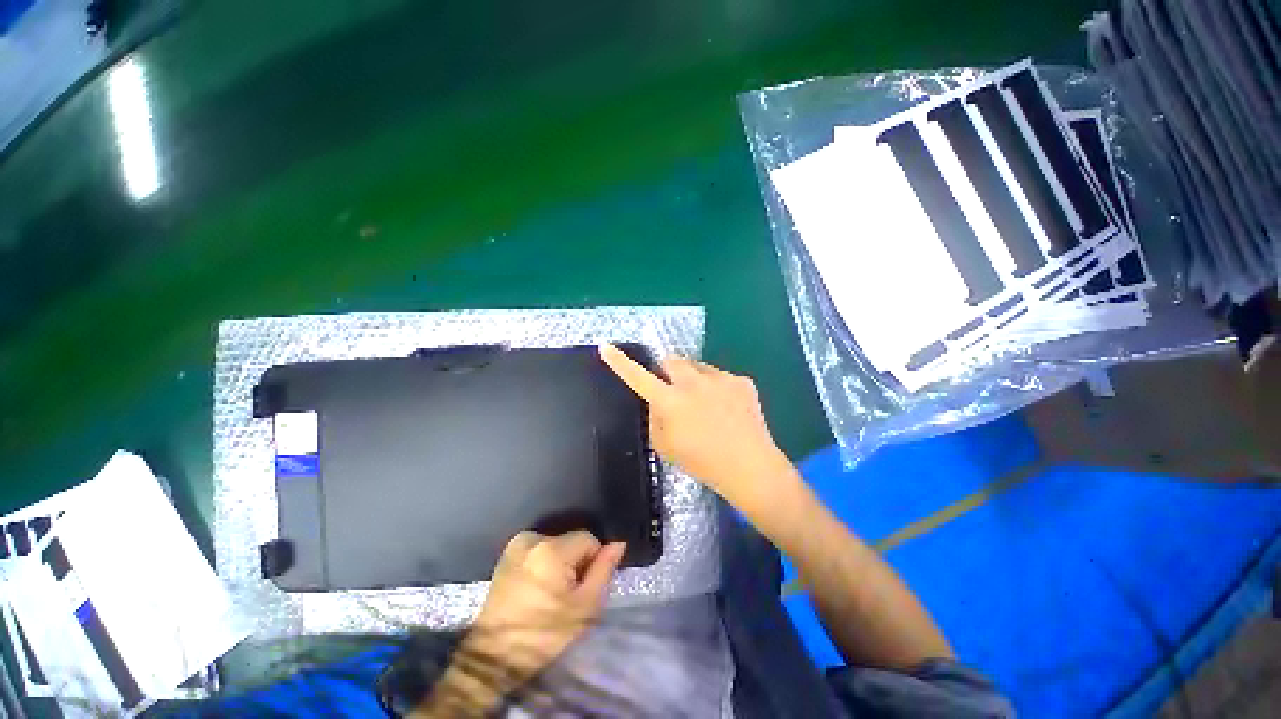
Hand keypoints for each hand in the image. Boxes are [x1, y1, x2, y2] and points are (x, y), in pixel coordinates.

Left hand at [470, 530, 624, 684]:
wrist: (496, 657)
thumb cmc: (545, 634)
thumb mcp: (585, 607)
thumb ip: (604, 569)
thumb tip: (618, 543)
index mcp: (552, 549)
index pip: (588, 539)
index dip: (592, 561)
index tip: (583, 586)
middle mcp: (532, 538)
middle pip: (570, 541)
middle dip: (574, 561)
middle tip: (567, 592)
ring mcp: (516, 545)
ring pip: (555, 544)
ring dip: (559, 562)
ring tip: (550, 592)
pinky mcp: (506, 555)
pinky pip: (537, 550)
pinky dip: (543, 563)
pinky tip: (536, 588)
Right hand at [599, 344, 795, 513]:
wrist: (750, 468)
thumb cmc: (702, 462)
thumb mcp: (665, 446)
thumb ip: (654, 418)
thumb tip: (657, 401)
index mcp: (670, 401)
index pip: (638, 376)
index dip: (620, 362)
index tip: (607, 347)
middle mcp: (693, 382)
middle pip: (671, 360)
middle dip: (667, 370)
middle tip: (674, 389)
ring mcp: (720, 378)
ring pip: (698, 367)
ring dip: (693, 379)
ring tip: (705, 405)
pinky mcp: (741, 381)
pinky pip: (721, 378)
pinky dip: (718, 389)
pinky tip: (727, 410)